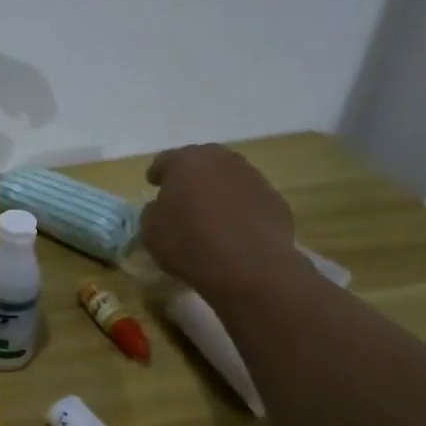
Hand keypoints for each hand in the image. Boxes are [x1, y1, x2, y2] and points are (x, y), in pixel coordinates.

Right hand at [141, 145, 302, 297]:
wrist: (249, 265)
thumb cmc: (189, 242)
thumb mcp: (150, 231)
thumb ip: (152, 212)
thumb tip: (161, 208)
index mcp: (186, 161)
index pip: (165, 160)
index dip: (157, 173)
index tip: (153, 184)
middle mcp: (222, 160)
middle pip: (202, 162)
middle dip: (191, 176)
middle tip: (182, 196)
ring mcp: (253, 178)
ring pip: (228, 178)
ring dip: (218, 191)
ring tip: (210, 215)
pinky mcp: (275, 200)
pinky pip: (250, 199)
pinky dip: (240, 209)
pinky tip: (234, 230)